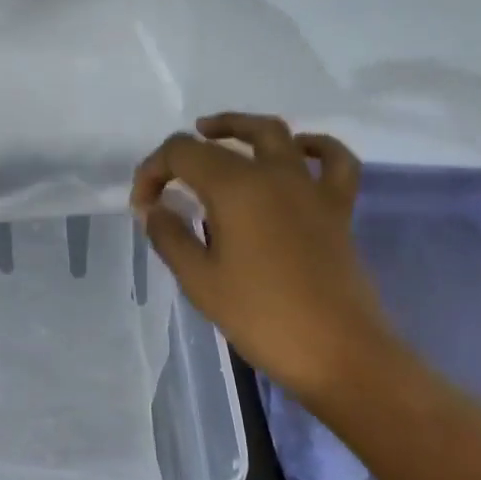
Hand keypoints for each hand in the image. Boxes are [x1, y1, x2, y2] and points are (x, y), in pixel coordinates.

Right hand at [131, 113, 399, 402]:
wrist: (337, 351)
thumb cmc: (261, 317)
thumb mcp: (200, 281)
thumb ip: (171, 237)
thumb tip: (154, 209)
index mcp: (235, 187)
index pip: (182, 153)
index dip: (153, 171)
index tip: (143, 208)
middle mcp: (274, 174)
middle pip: (225, 139)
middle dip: (189, 148)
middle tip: (171, 170)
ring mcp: (310, 188)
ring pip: (277, 134)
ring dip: (243, 128)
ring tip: (220, 136)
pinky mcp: (337, 208)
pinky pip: (333, 161)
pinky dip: (315, 147)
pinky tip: (299, 151)